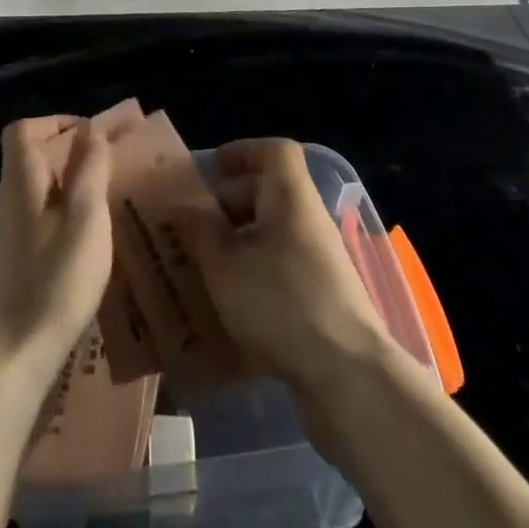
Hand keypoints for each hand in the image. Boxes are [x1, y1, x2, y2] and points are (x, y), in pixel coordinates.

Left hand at [0, 116, 113, 390]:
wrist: (5, 363)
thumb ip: (90, 169)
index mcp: (19, 181)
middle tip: (105, 179)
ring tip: (98, 218)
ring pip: (32, 198)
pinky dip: (53, 226)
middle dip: (67, 161)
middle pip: (29, 162)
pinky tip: (75, 258)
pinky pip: (29, 228)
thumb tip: (91, 131)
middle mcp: (1, 201)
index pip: (23, 129)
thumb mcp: (86, 219)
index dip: (55, 123)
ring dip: (63, 196)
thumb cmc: (52, 282)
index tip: (89, 137)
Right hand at [175, 139, 390, 399]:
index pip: (274, 151)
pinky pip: (283, 269)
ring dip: (240, 243)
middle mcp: (309, 219)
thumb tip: (181, 207)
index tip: (211, 172)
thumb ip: (199, 230)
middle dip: (231, 204)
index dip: (242, 152)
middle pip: (270, 192)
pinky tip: (230, 306)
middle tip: (195, 226)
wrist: (348, 376)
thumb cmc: (280, 302)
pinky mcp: (324, 298)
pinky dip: (256, 276)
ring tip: (204, 268)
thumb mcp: (225, 264)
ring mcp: (321, 260)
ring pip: (274, 234)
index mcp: (291, 196)